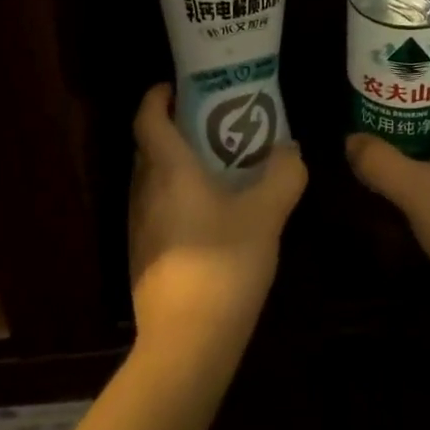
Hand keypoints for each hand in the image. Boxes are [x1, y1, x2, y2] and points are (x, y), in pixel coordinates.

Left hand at [129, 83, 306, 350]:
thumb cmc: (224, 265)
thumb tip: (291, 149)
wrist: (186, 344)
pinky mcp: (142, 255)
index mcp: (168, 170)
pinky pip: (154, 207)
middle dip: (172, 127)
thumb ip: (282, 175)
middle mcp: (144, 190)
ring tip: (212, 165)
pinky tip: (206, 214)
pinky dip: (173, 196)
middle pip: (147, 146)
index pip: (147, 118)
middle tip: (208, 122)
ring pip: (150, 179)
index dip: (157, 96)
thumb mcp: (266, 215)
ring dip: (173, 164)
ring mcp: (138, 225)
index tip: (177, 86)